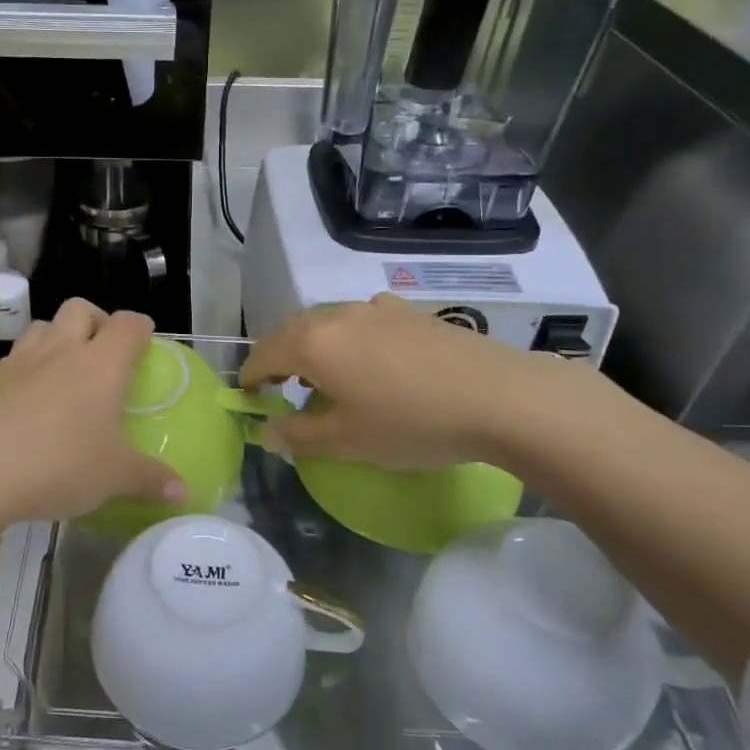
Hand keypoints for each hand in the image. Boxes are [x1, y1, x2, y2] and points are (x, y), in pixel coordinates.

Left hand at [0, 299, 186, 529]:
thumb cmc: (57, 466)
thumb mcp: (113, 478)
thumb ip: (151, 480)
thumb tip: (184, 493)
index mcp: (100, 364)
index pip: (129, 325)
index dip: (141, 328)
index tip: (146, 342)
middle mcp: (61, 350)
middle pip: (81, 308)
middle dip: (96, 321)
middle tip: (103, 354)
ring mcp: (19, 361)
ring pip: (42, 326)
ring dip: (57, 337)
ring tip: (64, 371)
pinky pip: (14, 358)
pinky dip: (27, 367)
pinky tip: (27, 401)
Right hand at [239, 295, 567, 469]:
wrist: (500, 396)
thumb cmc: (411, 423)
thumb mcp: (347, 441)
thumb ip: (298, 436)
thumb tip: (268, 432)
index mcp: (312, 342)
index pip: (263, 354)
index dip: (250, 378)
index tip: (248, 398)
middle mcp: (337, 314)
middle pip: (292, 332)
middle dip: (279, 359)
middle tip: (280, 389)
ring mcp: (376, 307)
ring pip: (328, 323)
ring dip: (314, 346)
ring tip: (325, 378)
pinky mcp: (409, 311)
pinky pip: (362, 321)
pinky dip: (349, 339)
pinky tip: (371, 362)